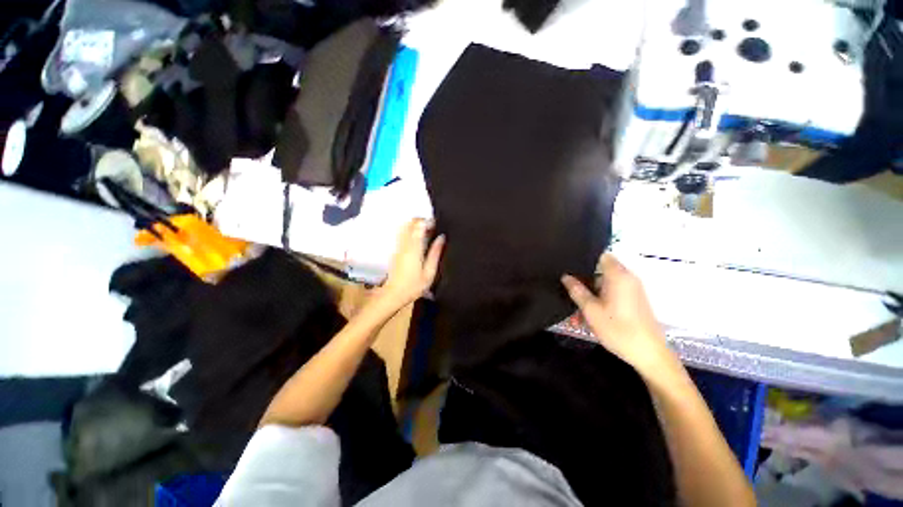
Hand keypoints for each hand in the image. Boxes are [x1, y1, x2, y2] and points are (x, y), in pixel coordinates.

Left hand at [380, 218, 445, 307]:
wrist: (393, 294)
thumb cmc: (414, 285)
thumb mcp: (429, 272)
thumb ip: (435, 253)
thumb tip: (441, 238)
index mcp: (414, 248)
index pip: (419, 227)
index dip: (426, 220)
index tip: (435, 220)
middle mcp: (405, 245)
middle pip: (410, 224)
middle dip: (420, 220)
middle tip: (431, 223)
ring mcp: (399, 247)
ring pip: (404, 228)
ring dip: (414, 224)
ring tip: (425, 228)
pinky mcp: (396, 251)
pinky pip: (402, 235)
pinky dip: (410, 231)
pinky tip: (417, 236)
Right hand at [561, 254, 675, 376]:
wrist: (649, 355)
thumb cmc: (618, 329)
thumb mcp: (590, 310)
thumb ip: (576, 290)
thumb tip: (566, 276)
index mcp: (618, 276)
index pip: (600, 255)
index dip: (584, 258)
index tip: (569, 267)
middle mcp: (627, 279)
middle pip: (599, 271)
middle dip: (583, 282)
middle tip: (568, 294)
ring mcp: (631, 290)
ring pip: (603, 286)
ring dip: (589, 296)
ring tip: (576, 314)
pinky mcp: (633, 301)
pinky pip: (611, 295)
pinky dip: (599, 302)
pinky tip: (588, 318)